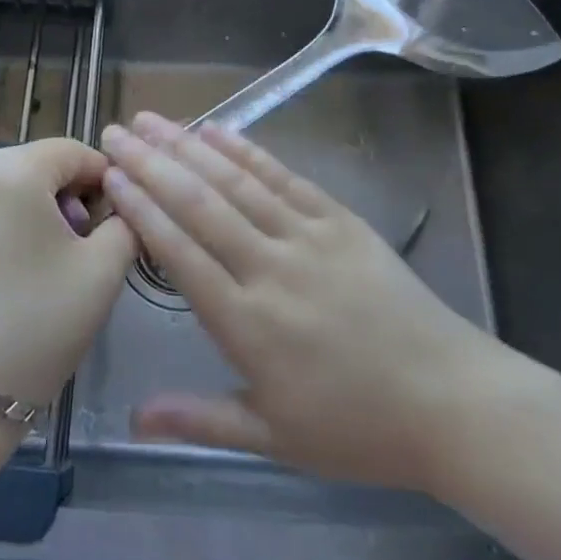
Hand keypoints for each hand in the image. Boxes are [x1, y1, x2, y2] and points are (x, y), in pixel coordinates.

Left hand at [0, 138, 135, 411]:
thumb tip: (120, 207)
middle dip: (62, 200)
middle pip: (31, 170)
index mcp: (13, 170)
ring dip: (23, 219)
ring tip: (34, 274)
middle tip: (78, 253)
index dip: (103, 179)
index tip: (115, 221)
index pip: (72, 151)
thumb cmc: (33, 328)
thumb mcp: (101, 274)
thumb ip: (125, 224)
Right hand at [100, 112, 511, 493]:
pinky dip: (247, 151)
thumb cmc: (356, 428)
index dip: (141, 209)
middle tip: (115, 132)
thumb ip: (199, 420)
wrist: (449, 402)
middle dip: (151, 164)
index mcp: (247, 323)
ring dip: (189, 146)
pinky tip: (218, 130)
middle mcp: (271, 268)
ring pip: (236, 182)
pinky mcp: (340, 220)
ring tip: (152, 120)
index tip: (110, 176)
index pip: (179, 252)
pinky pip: (284, 177)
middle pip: (199, 204)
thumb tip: (132, 417)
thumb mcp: (273, 439)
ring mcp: (308, 237)